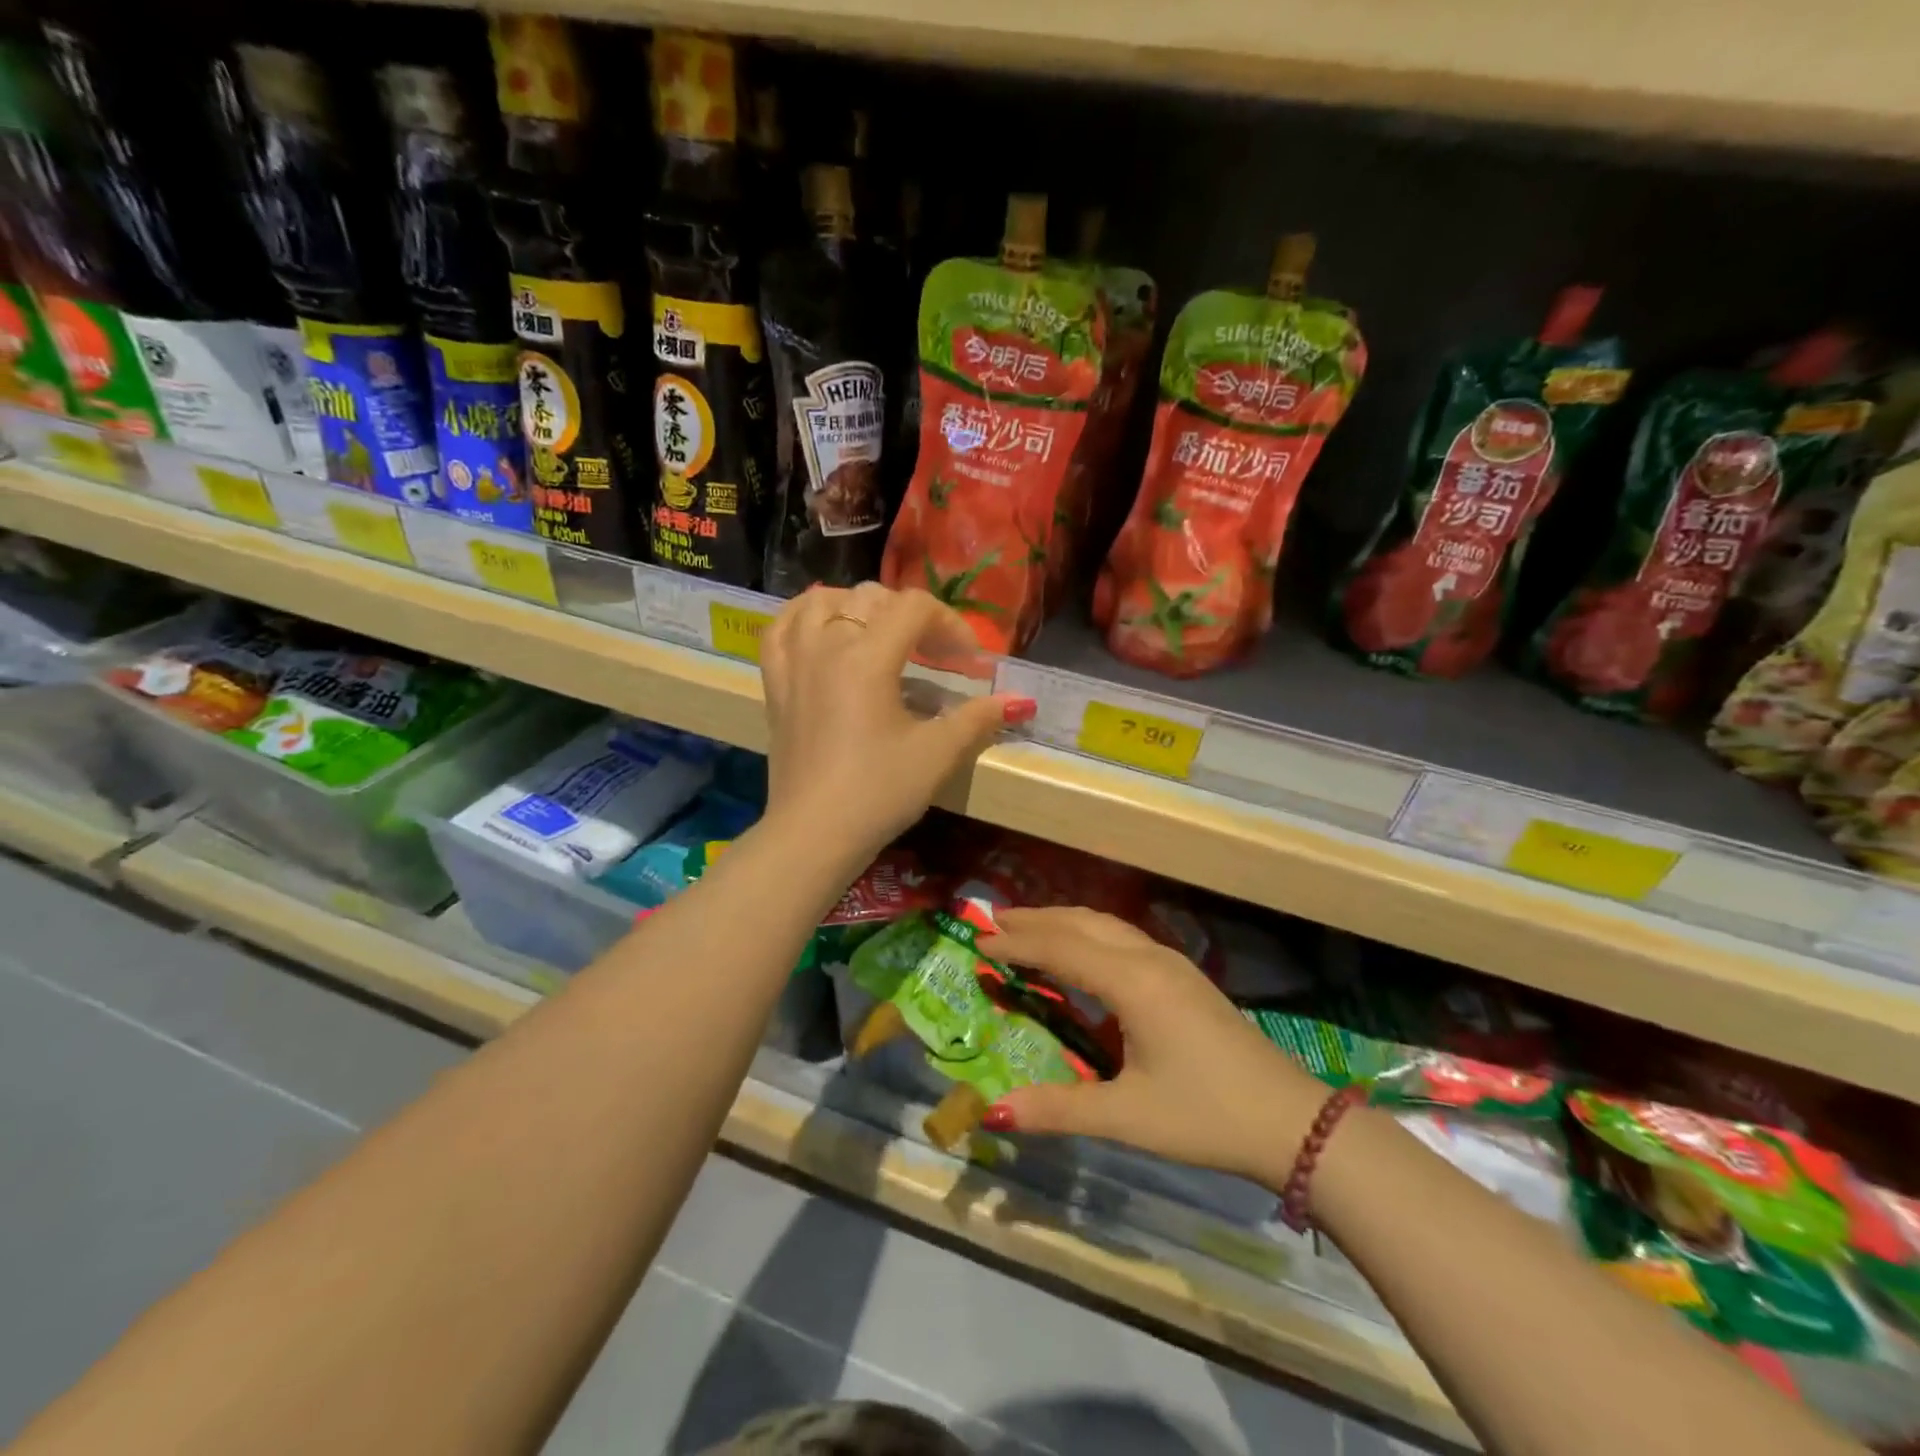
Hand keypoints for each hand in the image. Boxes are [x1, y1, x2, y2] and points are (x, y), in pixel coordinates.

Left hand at [759, 583, 1031, 863]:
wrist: (814, 834)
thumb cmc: (879, 793)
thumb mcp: (937, 754)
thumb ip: (978, 719)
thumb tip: (1019, 702)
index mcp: (867, 657)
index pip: (914, 608)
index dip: (950, 624)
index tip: (969, 662)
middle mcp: (826, 646)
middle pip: (871, 599)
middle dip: (912, 617)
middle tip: (935, 654)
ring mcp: (794, 663)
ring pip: (820, 602)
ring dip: (857, 606)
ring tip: (879, 631)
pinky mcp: (775, 685)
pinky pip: (781, 630)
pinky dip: (803, 618)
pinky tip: (820, 629)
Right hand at [976, 907, 1329, 1187]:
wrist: (1291, 1120)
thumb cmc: (1205, 1116)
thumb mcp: (1127, 1117)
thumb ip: (1058, 1110)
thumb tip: (993, 1113)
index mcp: (1132, 982)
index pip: (1062, 949)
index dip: (1018, 944)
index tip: (978, 941)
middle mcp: (1149, 959)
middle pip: (1082, 924)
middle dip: (1036, 919)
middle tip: (993, 920)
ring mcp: (1172, 964)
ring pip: (1106, 926)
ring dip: (1064, 922)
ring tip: (1028, 926)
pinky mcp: (1185, 976)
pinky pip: (1123, 937)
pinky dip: (1088, 933)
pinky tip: (1083, 951)